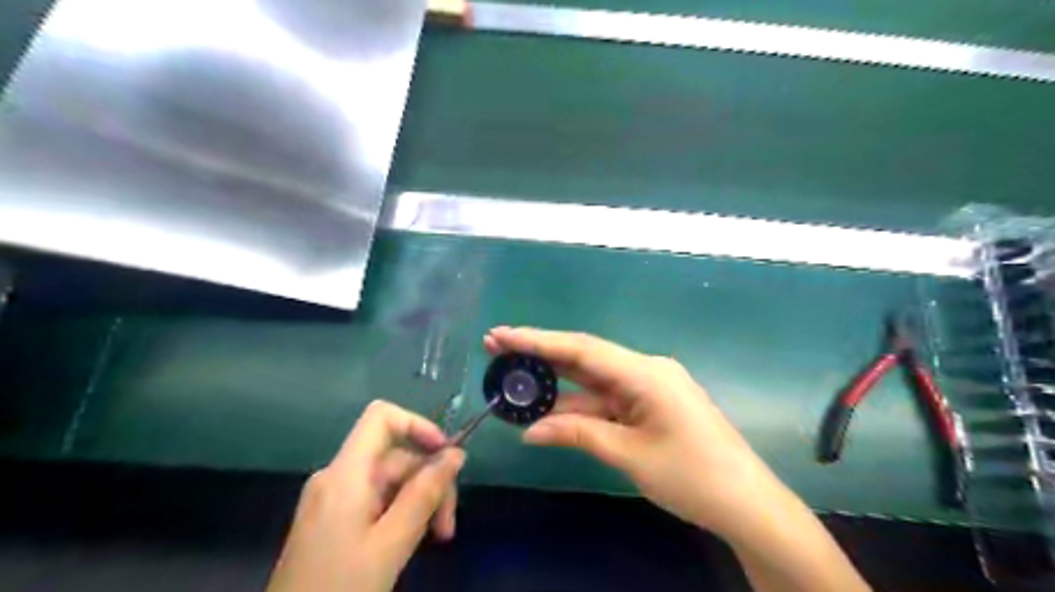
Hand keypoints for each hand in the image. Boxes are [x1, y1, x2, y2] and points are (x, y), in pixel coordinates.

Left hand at [266, 397, 461, 591]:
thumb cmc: (340, 589)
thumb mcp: (392, 543)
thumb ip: (425, 494)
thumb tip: (456, 454)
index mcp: (345, 474)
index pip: (381, 417)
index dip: (418, 425)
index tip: (446, 456)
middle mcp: (337, 476)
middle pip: (395, 455)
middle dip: (428, 482)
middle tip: (447, 526)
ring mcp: (332, 499)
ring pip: (390, 480)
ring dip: (419, 502)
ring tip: (437, 538)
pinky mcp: (333, 519)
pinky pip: (376, 500)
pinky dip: (400, 513)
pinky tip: (410, 541)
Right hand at [485, 327, 772, 533]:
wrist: (747, 503)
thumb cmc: (693, 476)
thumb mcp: (630, 455)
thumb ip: (578, 434)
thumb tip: (530, 431)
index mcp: (645, 372)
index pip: (582, 349)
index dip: (538, 341)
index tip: (502, 335)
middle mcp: (646, 369)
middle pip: (585, 357)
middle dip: (541, 354)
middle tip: (497, 348)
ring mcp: (649, 386)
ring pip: (593, 380)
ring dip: (557, 384)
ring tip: (514, 380)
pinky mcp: (651, 404)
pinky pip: (608, 399)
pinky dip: (580, 406)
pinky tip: (550, 410)